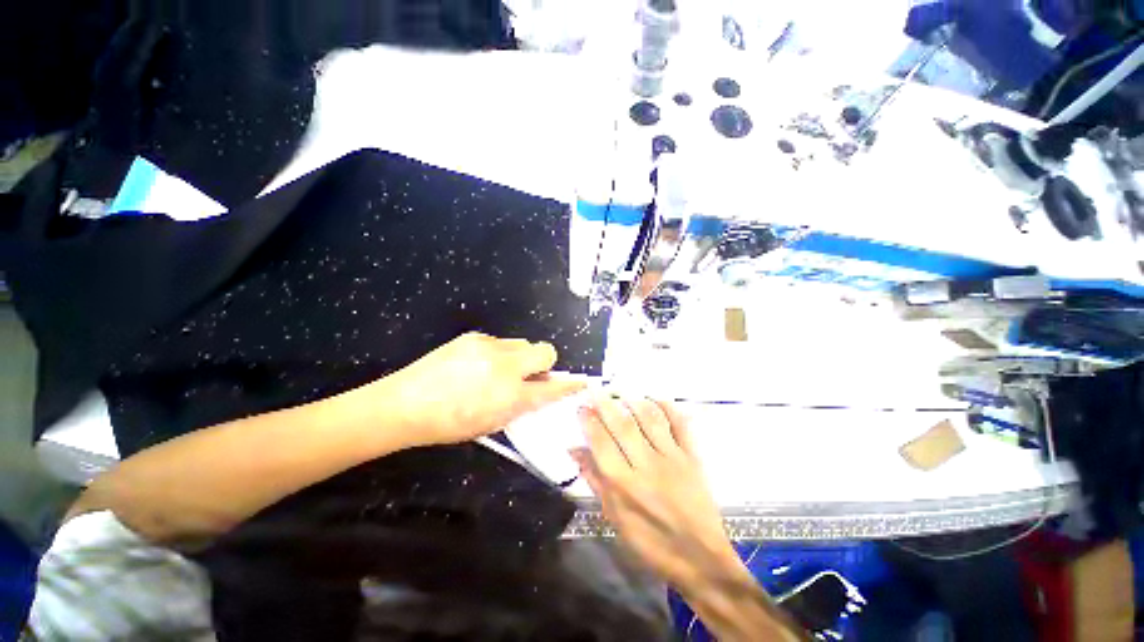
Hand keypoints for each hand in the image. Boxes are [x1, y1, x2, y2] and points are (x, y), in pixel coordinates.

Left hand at [371, 332, 585, 446]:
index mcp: (510, 396)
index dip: (569, 385)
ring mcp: (490, 347)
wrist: (405, 404)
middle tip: (527, 375)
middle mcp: (505, 367)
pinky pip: (501, 342)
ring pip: (523, 343)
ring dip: (520, 357)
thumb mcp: (492, 423)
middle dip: (543, 362)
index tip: (580, 382)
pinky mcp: (474, 336)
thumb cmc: (449, 424)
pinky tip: (478, 364)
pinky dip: (499, 353)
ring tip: (497, 370)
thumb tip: (539, 389)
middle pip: (545, 350)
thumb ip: (521, 404)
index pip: (552, 388)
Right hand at [575, 397, 744, 589]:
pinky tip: (655, 398)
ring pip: (650, 419)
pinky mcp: (693, 457)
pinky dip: (668, 407)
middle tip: (595, 389)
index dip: (588, 421)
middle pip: (623, 425)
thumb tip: (574, 450)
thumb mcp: (615, 517)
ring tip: (621, 391)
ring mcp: (672, 458)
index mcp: (624, 485)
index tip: (582, 406)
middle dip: (606, 403)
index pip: (601, 442)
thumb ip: (595, 480)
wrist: (700, 559)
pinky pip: (680, 424)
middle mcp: (646, 466)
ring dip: (633, 400)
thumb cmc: (651, 542)